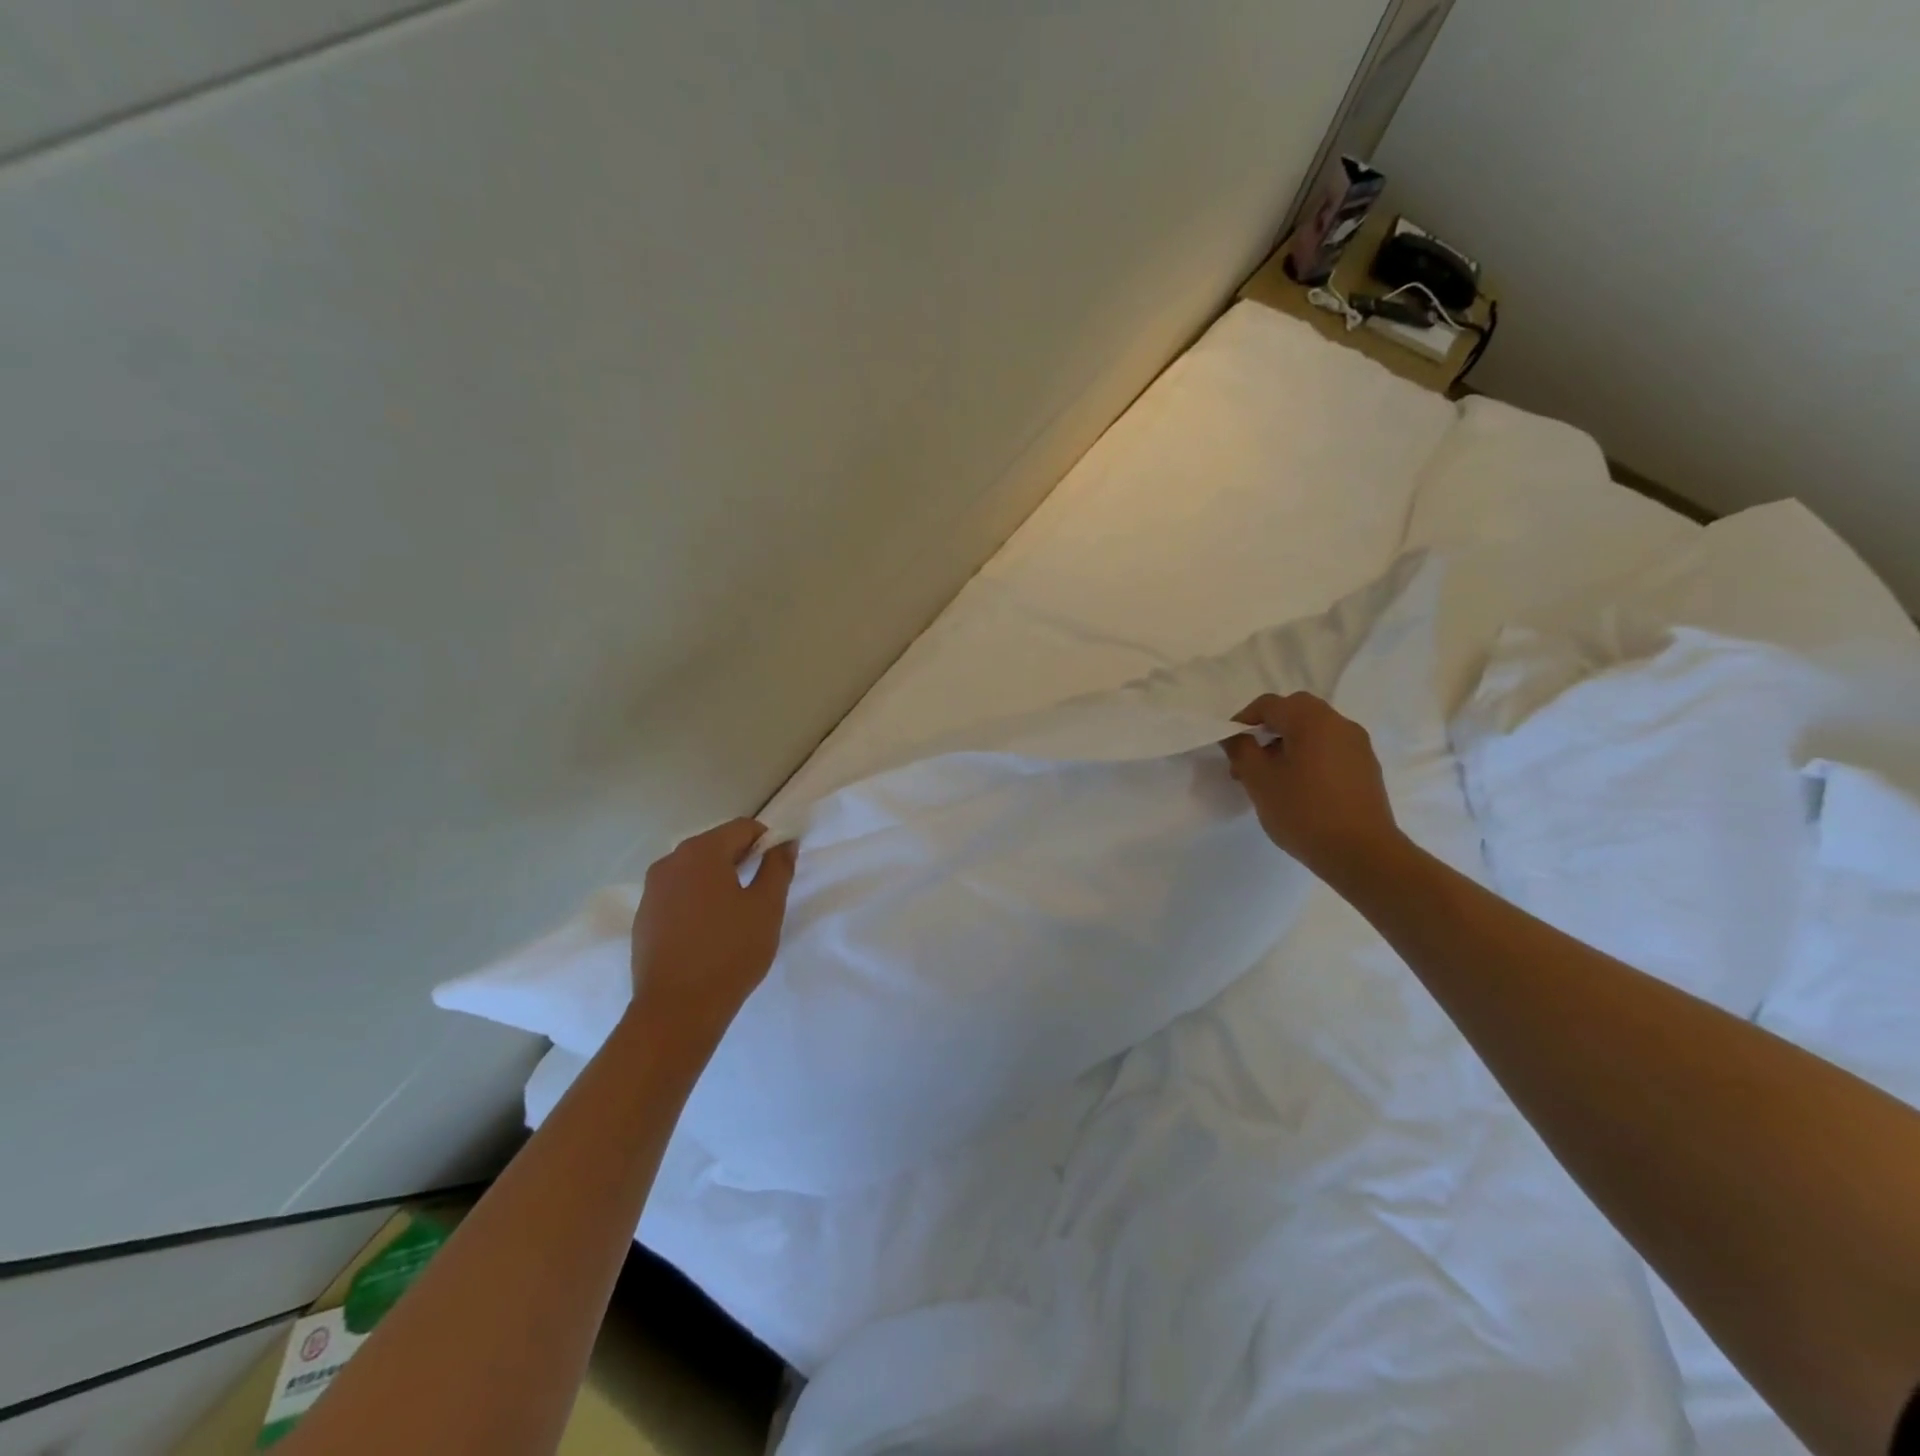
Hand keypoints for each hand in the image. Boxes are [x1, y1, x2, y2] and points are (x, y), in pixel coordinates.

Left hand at [629, 819, 797, 1042]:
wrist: (677, 1010)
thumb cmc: (730, 952)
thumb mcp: (767, 907)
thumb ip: (778, 867)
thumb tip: (784, 843)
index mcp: (701, 852)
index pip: (743, 828)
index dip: (768, 842)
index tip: (779, 870)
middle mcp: (671, 861)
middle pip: (716, 845)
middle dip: (742, 859)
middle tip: (762, 893)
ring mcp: (652, 890)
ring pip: (695, 870)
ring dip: (719, 880)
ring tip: (736, 914)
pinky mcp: (644, 917)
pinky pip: (678, 893)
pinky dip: (698, 899)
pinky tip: (709, 931)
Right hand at [1222, 693, 1404, 886]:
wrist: (1362, 853)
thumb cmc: (1304, 812)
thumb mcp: (1259, 781)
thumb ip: (1242, 750)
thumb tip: (1237, 737)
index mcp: (1312, 720)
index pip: (1269, 704)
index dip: (1243, 720)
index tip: (1229, 746)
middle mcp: (1339, 724)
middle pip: (1295, 711)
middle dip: (1268, 729)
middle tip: (1249, 757)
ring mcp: (1358, 746)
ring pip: (1314, 731)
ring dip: (1288, 743)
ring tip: (1271, 777)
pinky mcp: (1366, 768)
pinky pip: (1330, 749)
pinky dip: (1309, 756)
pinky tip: (1299, 788)